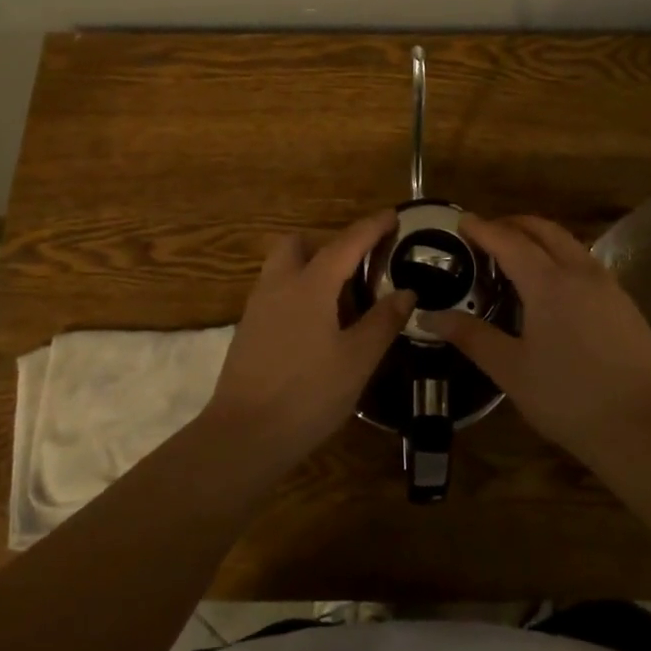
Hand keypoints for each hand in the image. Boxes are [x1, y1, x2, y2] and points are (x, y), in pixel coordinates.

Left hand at [199, 210, 415, 472]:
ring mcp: (258, 307)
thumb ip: (383, 321)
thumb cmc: (308, 394)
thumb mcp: (357, 360)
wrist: (243, 435)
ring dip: (311, 267)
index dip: (371, 227)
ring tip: (342, 298)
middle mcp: (279, 285)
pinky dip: (298, 292)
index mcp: (310, 285)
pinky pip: (276, 292)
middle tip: (359, 266)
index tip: (393, 215)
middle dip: (328, 243)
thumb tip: (406, 292)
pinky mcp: (249, 330)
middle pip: (299, 244)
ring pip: (283, 268)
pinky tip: (318, 325)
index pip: (346, 243)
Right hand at [423, 215, 650, 463]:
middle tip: (488, 232)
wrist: (642, 427)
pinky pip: (587, 264)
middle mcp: (580, 272)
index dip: (482, 229)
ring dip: (541, 238)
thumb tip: (429, 316)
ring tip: (518, 254)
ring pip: (570, 244)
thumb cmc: (567, 397)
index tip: (462, 220)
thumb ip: (471, 336)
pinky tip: (555, 285)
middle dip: (514, 224)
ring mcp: (608, 286)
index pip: (508, 241)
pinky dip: (562, 257)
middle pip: (544, 230)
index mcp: (547, 282)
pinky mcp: (626, 304)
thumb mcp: (510, 369)